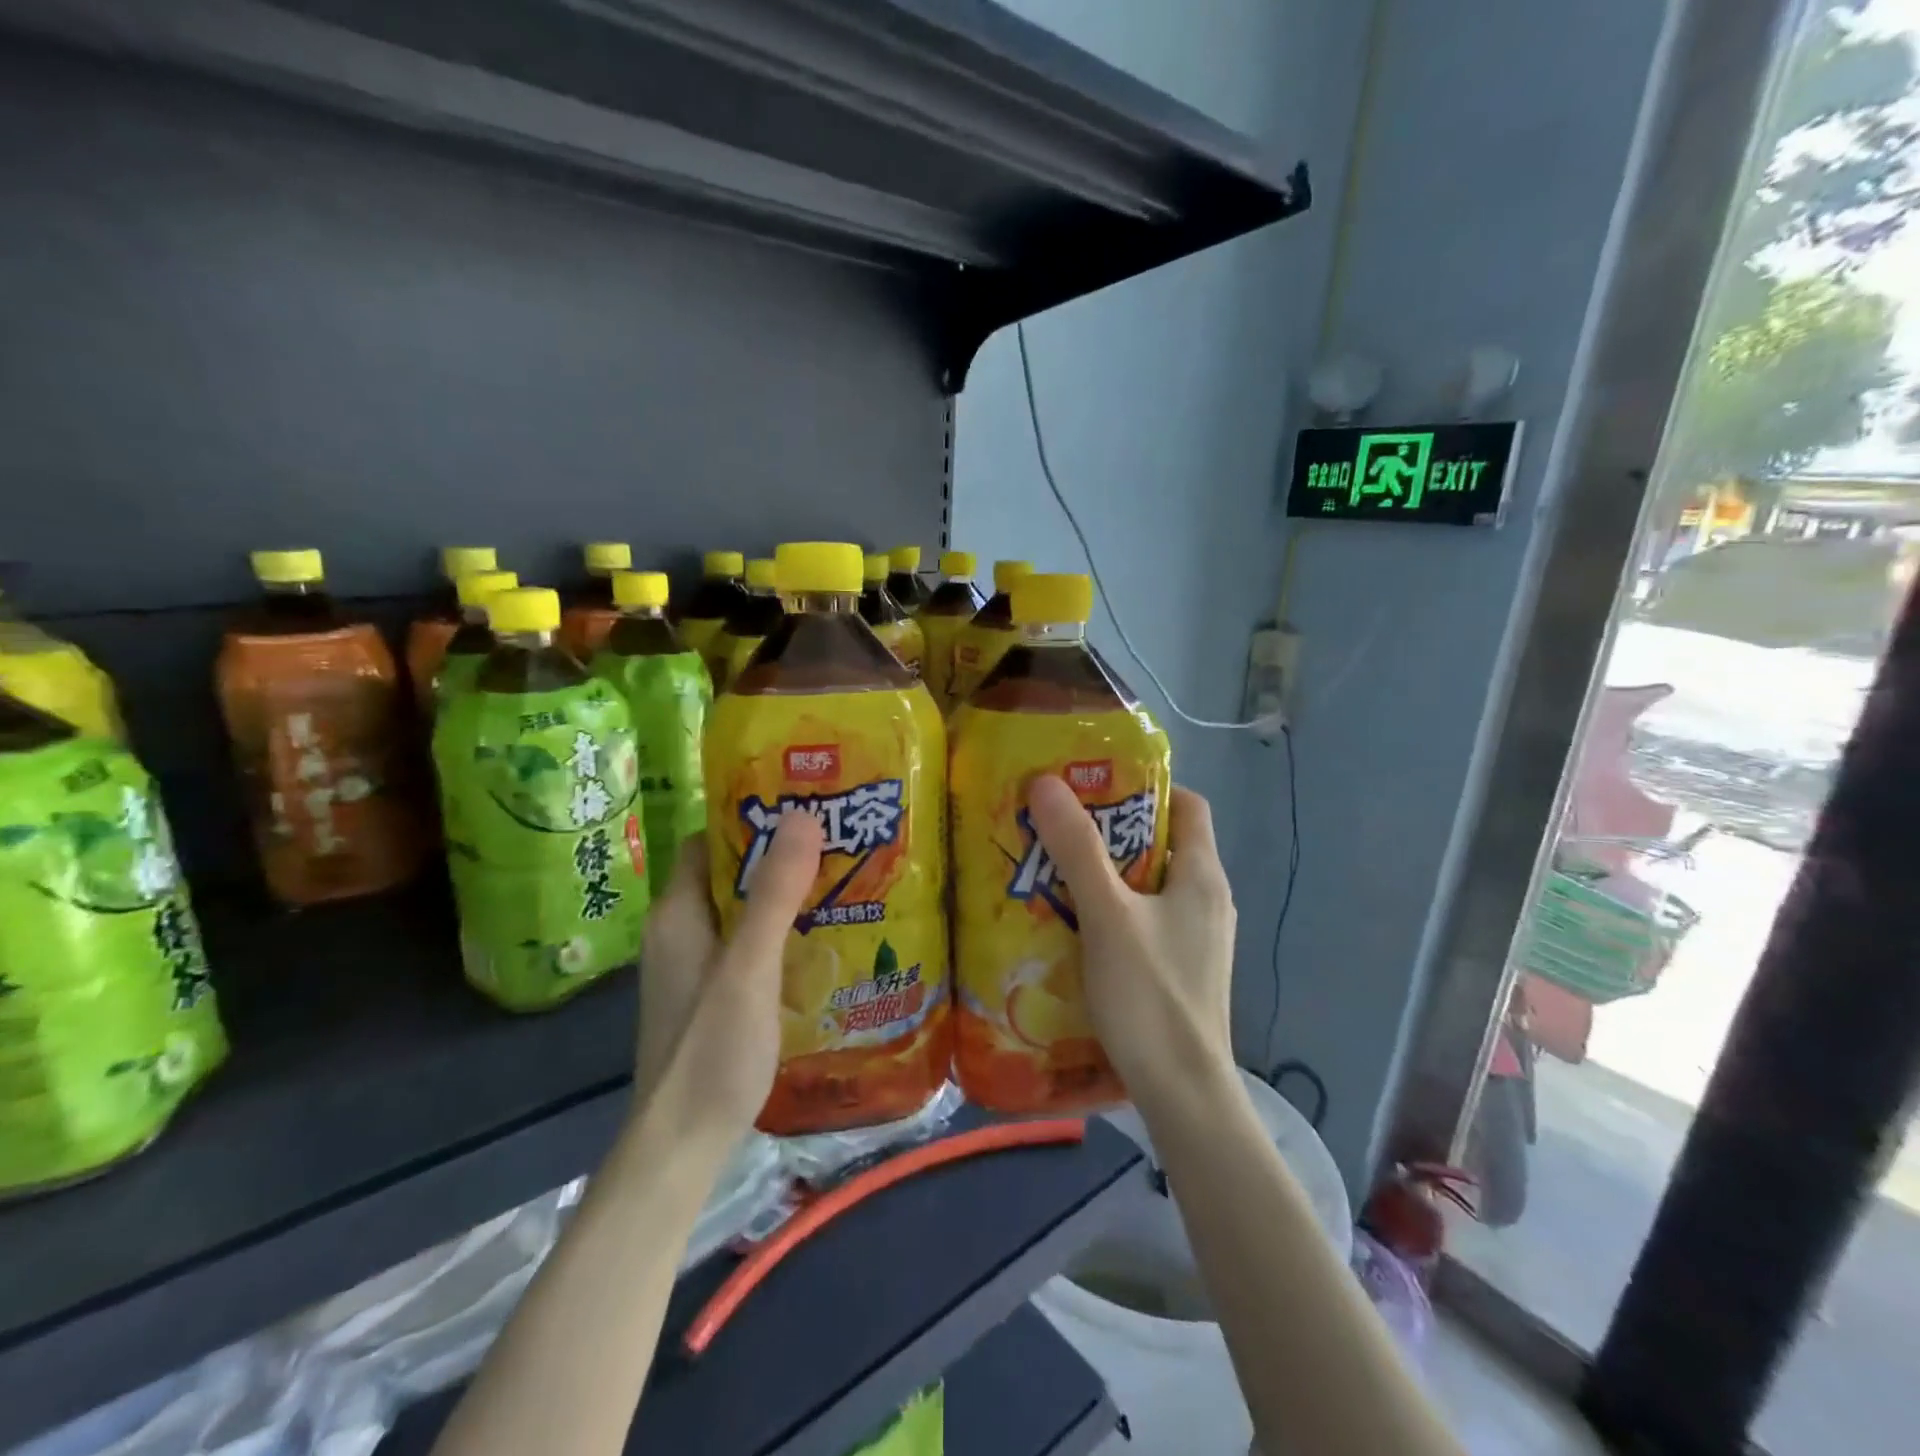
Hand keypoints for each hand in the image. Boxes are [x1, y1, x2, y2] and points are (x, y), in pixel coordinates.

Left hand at [633, 815, 822, 1142]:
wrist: (682, 1145)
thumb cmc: (711, 1049)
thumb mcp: (749, 967)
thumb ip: (773, 894)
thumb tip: (802, 816)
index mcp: (678, 913)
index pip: (710, 840)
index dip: (751, 818)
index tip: (804, 806)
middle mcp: (680, 932)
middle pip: (729, 873)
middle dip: (778, 856)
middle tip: (836, 841)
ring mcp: (694, 966)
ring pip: (741, 911)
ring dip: (782, 895)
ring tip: (840, 880)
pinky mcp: (711, 995)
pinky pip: (747, 944)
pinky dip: (779, 932)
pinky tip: (819, 939)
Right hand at [1027, 776, 1237, 1112]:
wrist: (1183, 1093)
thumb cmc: (1150, 994)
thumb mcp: (1107, 914)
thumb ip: (1077, 849)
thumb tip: (1046, 782)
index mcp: (1203, 875)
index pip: (1188, 805)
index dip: (1146, 788)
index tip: (1095, 788)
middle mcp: (1209, 900)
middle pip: (1163, 843)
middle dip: (1113, 832)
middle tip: (1060, 828)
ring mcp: (1198, 939)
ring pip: (1151, 886)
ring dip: (1109, 874)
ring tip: (1057, 873)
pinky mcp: (1182, 970)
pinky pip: (1147, 921)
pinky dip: (1115, 912)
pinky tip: (1076, 926)